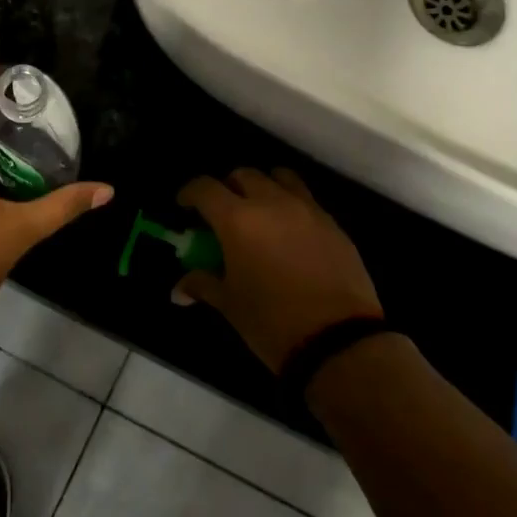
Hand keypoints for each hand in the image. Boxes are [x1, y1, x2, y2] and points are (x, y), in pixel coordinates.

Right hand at [175, 167, 381, 373]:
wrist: (338, 342)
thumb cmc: (272, 322)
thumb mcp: (230, 305)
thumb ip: (203, 285)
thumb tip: (179, 290)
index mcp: (238, 220)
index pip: (205, 188)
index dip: (190, 193)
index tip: (185, 207)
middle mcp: (272, 203)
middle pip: (244, 175)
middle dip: (228, 188)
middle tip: (223, 213)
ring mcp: (307, 210)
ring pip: (280, 178)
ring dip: (263, 187)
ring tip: (260, 213)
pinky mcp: (333, 224)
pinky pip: (306, 200)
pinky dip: (291, 205)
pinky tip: (290, 235)